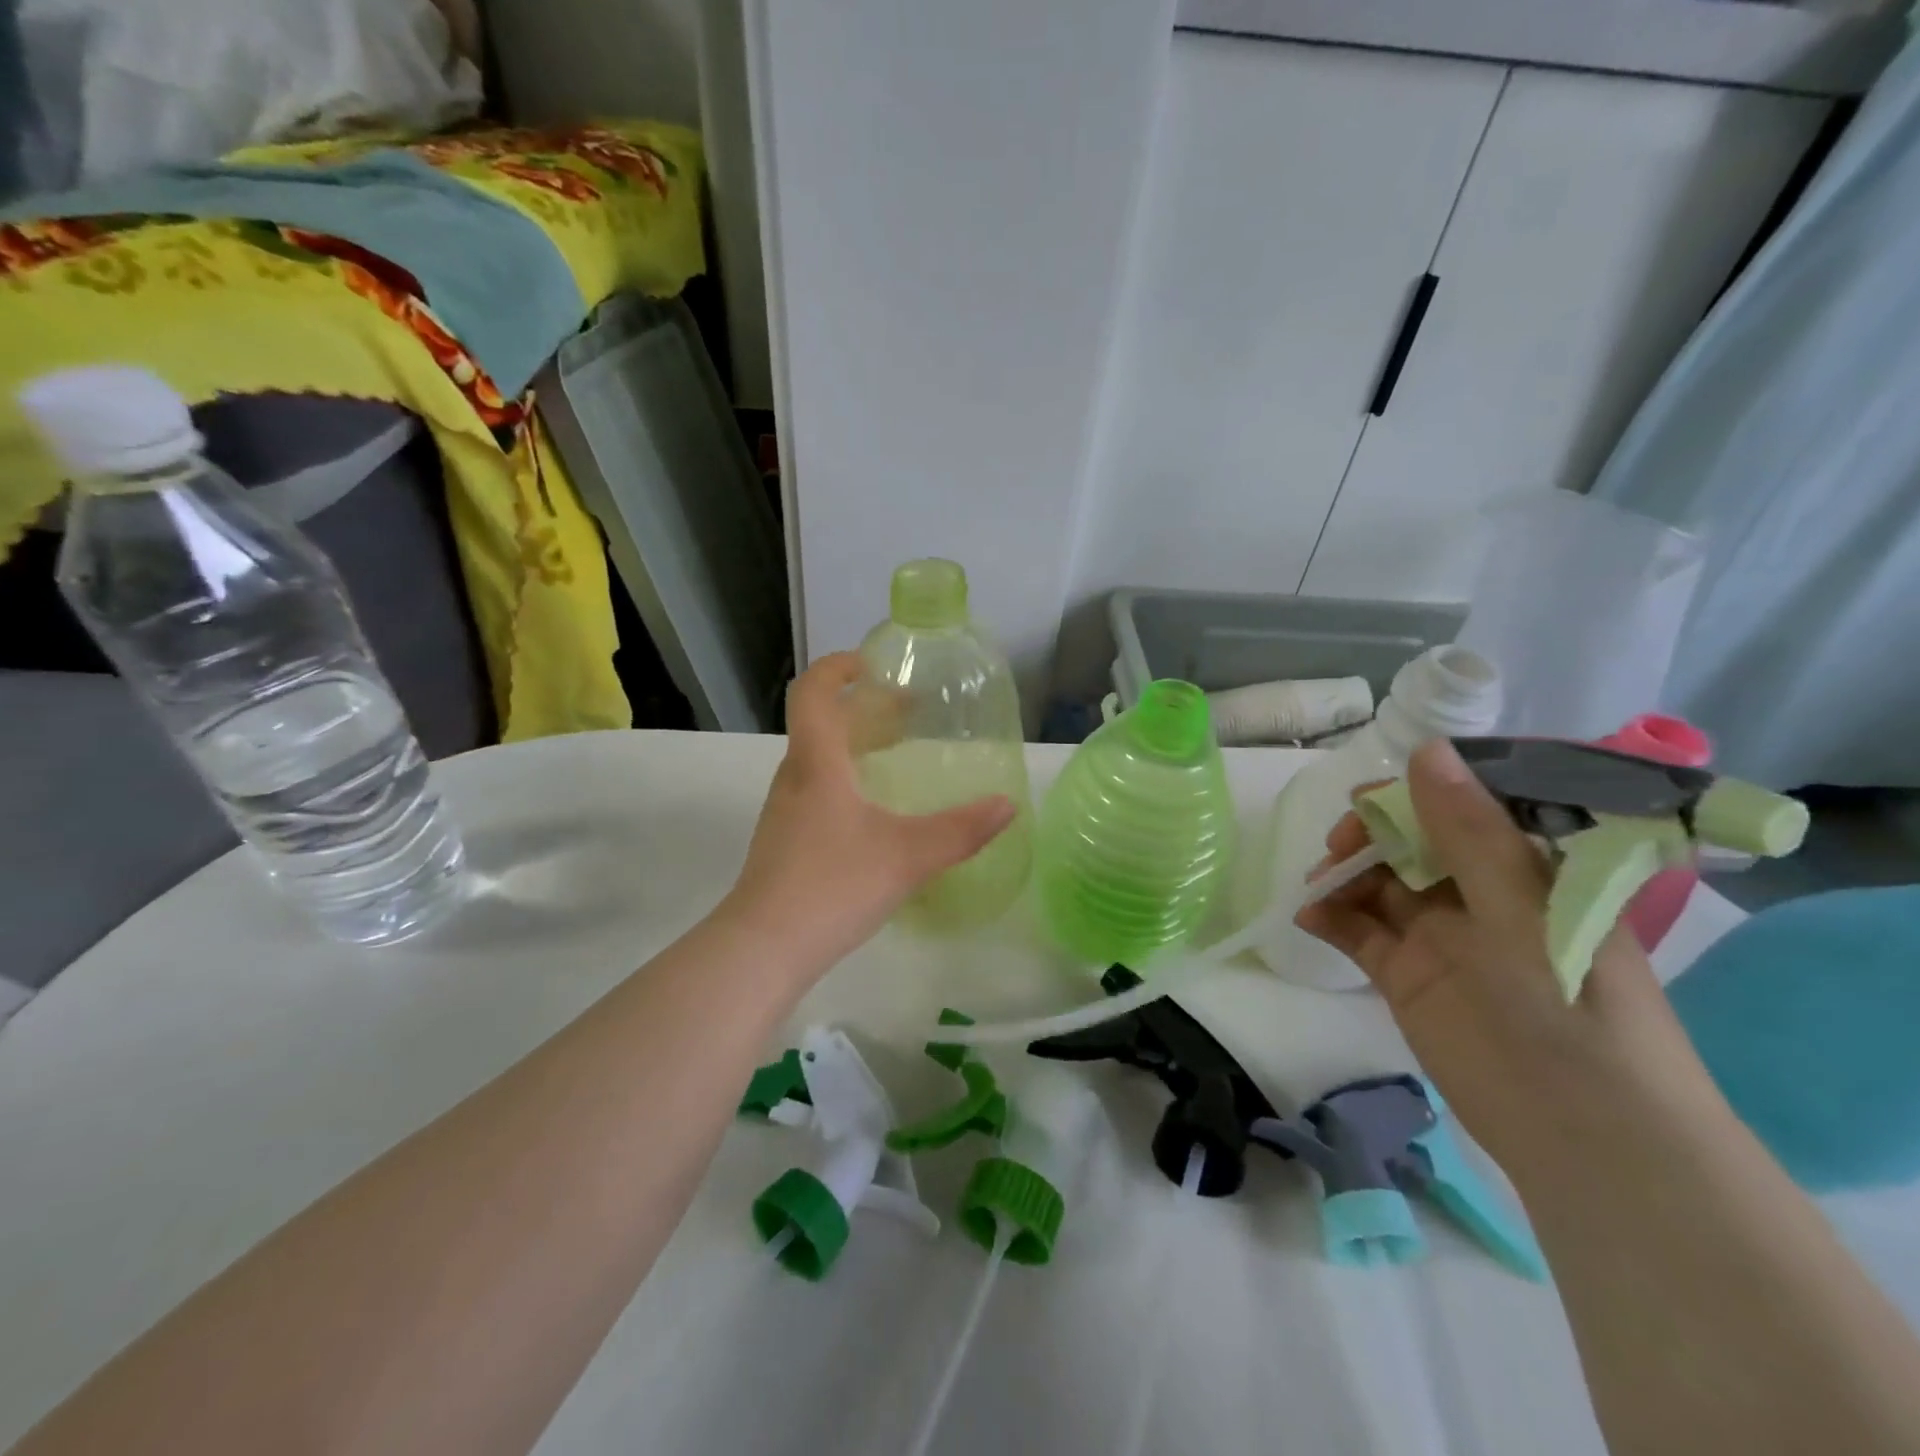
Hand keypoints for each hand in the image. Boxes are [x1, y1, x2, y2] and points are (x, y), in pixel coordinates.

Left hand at [718, 653, 1016, 971]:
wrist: (763, 949)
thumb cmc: (832, 886)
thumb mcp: (907, 856)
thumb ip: (961, 830)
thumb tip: (1007, 805)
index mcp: (816, 763)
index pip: (813, 692)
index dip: (838, 667)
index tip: (873, 665)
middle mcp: (794, 778)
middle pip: (820, 724)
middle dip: (863, 709)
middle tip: (907, 713)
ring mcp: (784, 813)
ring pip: (818, 761)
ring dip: (854, 747)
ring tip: (896, 758)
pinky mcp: (784, 844)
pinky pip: (817, 792)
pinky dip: (846, 781)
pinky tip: (875, 815)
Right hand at [1295, 739, 1718, 1169]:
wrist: (1587, 1142)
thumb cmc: (1572, 1014)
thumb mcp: (1522, 915)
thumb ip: (1469, 834)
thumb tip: (1424, 750)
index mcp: (1526, 870)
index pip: (1464, 808)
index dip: (1415, 794)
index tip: (1369, 797)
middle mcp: (1482, 895)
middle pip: (1412, 842)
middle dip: (1371, 835)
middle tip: (1339, 847)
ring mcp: (1441, 936)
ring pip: (1379, 883)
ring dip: (1344, 874)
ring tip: (1318, 884)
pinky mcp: (1407, 975)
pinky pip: (1359, 931)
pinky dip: (1331, 917)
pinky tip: (1308, 915)